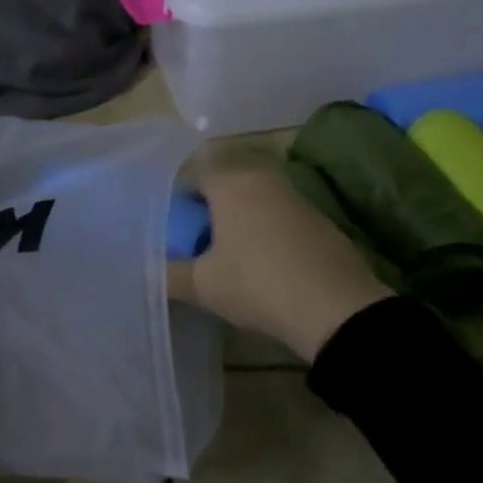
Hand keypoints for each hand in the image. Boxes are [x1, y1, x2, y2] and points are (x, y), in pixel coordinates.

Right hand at [178, 154, 392, 361]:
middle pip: (223, 180)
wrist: (337, 309)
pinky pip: (277, 212)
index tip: (172, 228)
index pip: (191, 173)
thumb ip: (167, 273)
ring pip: (252, 195)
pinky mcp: (317, 218)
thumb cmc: (257, 284)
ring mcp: (293, 195)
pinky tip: (263, 262)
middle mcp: (260, 177)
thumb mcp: (202, 285)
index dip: (177, 199)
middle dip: (208, 204)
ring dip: (238, 215)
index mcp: (229, 181)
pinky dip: (264, 227)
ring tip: (228, 252)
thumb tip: (145, 270)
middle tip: (196, 238)